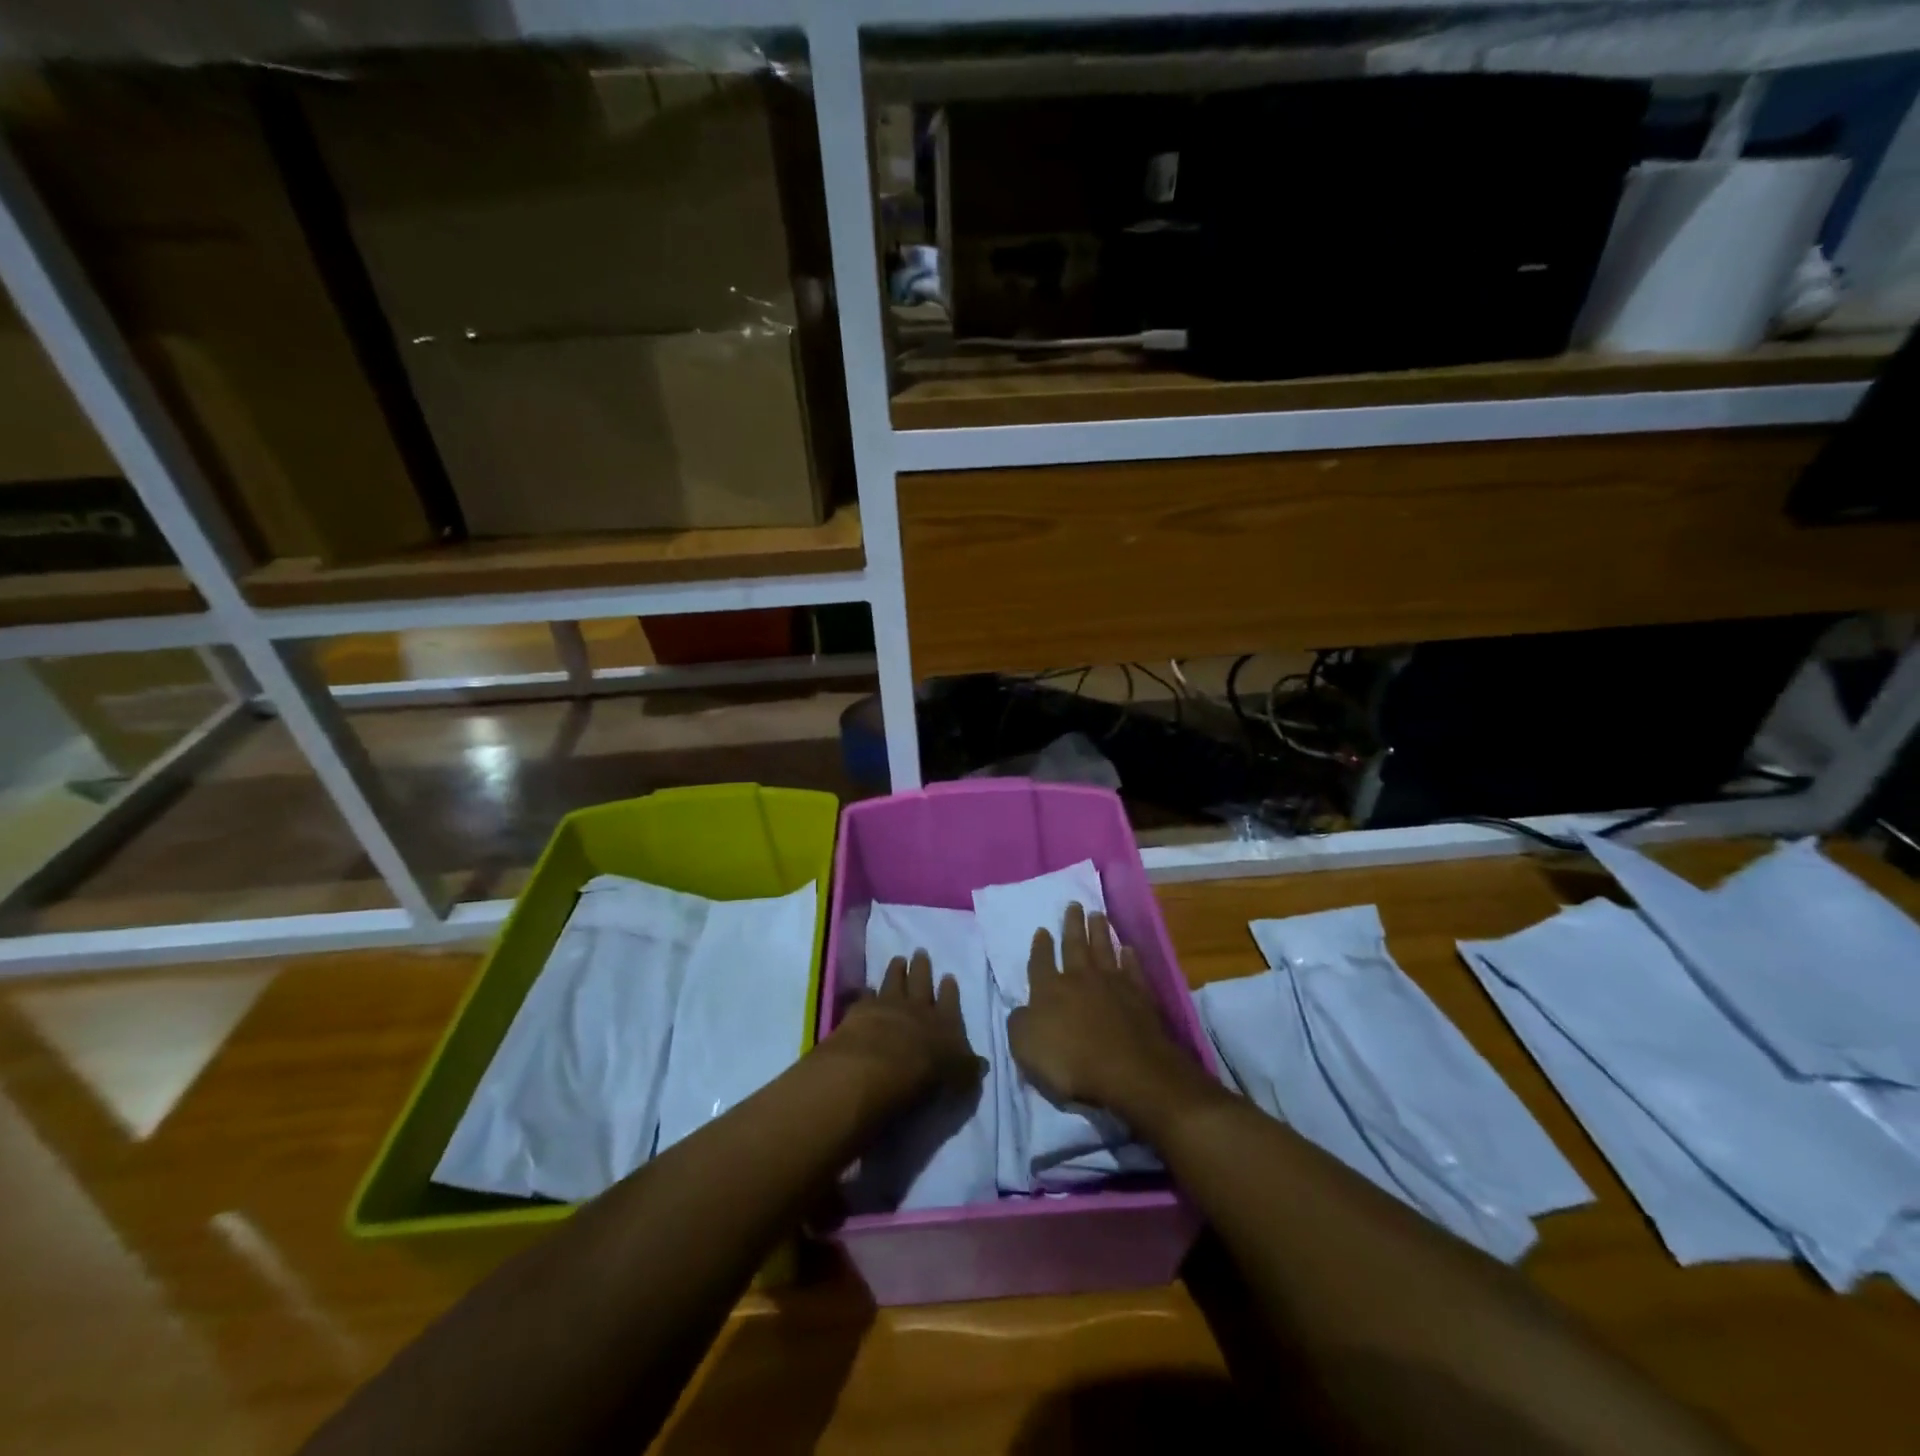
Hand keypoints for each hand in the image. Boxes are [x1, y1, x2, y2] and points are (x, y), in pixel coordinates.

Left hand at [823, 950, 984, 1101]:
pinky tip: (868, 989)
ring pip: (894, 981)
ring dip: (896, 970)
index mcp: (944, 1021)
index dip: (949, 989)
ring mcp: (889, 1005)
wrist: (879, 1066)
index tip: (948, 976)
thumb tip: (982, 1063)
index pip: (950, 1000)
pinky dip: (868, 992)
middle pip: (921, 981)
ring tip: (898, 959)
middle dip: (922, 966)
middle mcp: (918, 1007)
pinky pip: (867, 996)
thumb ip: (968, 1067)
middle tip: (920, 952)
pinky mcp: (862, 1010)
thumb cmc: (925, 1075)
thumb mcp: (959, 1078)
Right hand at [1008, 904, 1212, 1124]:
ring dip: (1099, 931)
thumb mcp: (1026, 1047)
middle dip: (1072, 925)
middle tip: (1074, 905)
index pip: (1041, 962)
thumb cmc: (1070, 1062)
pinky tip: (1128, 949)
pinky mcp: (1139, 996)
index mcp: (1049, 989)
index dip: (1040, 946)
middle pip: (1074, 945)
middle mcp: (1080, 978)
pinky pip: (1132, 970)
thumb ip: (1020, 1023)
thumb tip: (1021, 1009)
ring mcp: (1112, 984)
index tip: (1042, 930)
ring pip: (1103, 949)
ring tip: (1097, 914)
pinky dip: (1130, 958)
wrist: (1128, 1070)